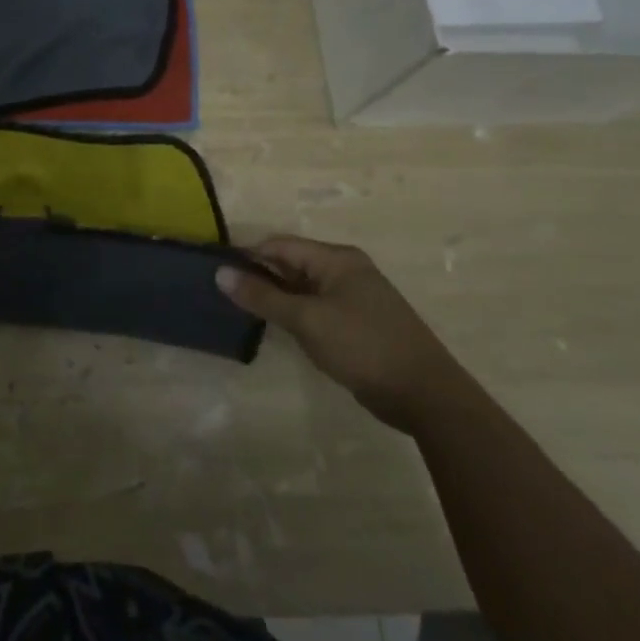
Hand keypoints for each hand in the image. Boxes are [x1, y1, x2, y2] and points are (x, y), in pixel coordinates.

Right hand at [218, 236, 467, 431]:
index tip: (214, 270)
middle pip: (290, 263)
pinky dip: (293, 313)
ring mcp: (353, 297)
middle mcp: (345, 270)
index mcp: (336, 259)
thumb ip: (262, 296)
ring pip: (301, 287)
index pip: (279, 245)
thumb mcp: (306, 319)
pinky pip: (315, 307)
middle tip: (221, 292)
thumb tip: (220, 273)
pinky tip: (273, 326)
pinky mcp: (356, 323)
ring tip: (238, 308)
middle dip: (258, 275)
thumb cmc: (362, 346)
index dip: (246, 255)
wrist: (425, 394)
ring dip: (274, 296)